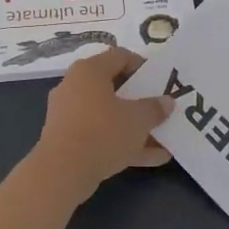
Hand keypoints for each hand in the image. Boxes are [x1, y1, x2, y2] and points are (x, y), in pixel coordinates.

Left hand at [33, 47, 174, 193]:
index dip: (143, 66)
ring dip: (134, 126)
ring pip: (108, 115)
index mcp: (89, 71)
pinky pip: (100, 135)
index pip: (120, 56)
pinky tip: (151, 158)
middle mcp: (75, 87)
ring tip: (162, 137)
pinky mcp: (67, 140)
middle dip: (140, 100)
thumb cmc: (102, 132)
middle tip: (160, 108)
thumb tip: (166, 102)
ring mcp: (68, 114)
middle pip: (114, 87)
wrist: (62, 172)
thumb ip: (155, 108)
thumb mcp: (138, 119)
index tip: (161, 81)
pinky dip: (122, 143)